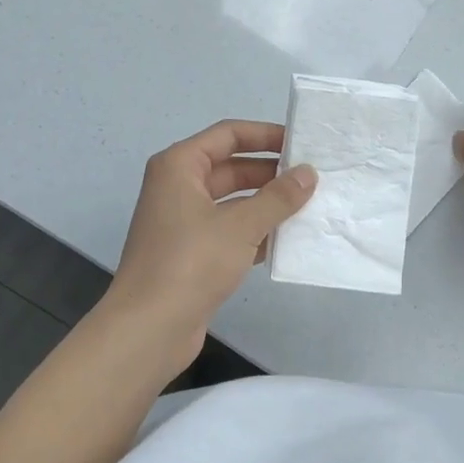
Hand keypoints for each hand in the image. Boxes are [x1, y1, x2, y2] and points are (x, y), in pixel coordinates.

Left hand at [105, 120, 316, 368]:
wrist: (149, 328)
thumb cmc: (191, 263)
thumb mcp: (241, 225)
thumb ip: (278, 197)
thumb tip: (308, 174)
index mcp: (179, 167)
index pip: (228, 134)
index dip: (266, 135)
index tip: (302, 144)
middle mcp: (178, 188)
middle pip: (231, 167)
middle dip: (271, 172)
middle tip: (314, 178)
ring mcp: (183, 222)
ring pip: (233, 201)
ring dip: (267, 204)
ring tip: (309, 206)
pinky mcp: (191, 253)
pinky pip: (229, 230)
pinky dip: (256, 232)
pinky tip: (288, 240)